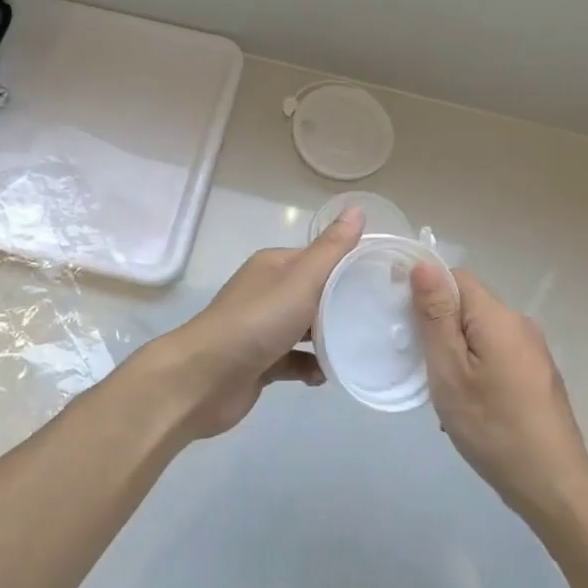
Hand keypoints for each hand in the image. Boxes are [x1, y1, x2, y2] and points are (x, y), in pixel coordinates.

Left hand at [139, 207, 364, 441]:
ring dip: (330, 339)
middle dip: (344, 306)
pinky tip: (327, 376)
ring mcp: (262, 329)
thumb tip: (357, 208)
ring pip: (307, 329)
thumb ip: (332, 250)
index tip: (384, 282)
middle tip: (380, 319)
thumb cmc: (256, 322)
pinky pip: (295, 360)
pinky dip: (312, 367)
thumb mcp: (301, 280)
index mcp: (275, 266)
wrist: (203, 379)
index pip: (320, 259)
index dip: (350, 267)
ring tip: (362, 347)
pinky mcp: (260, 362)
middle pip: (315, 294)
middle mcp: (267, 292)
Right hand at [412, 263, 587, 531]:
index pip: (455, 277)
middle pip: (468, 305)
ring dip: (455, 352)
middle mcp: (519, 324)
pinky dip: (474, 369)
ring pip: (479, 333)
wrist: (552, 484)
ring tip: (441, 391)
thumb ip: (436, 316)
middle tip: (419, 364)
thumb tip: (424, 264)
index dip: (424, 290)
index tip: (403, 321)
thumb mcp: (450, 371)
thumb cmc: (492, 426)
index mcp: (498, 316)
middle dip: (438, 327)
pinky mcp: (537, 374)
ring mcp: (532, 350)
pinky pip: (495, 354)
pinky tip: (468, 405)